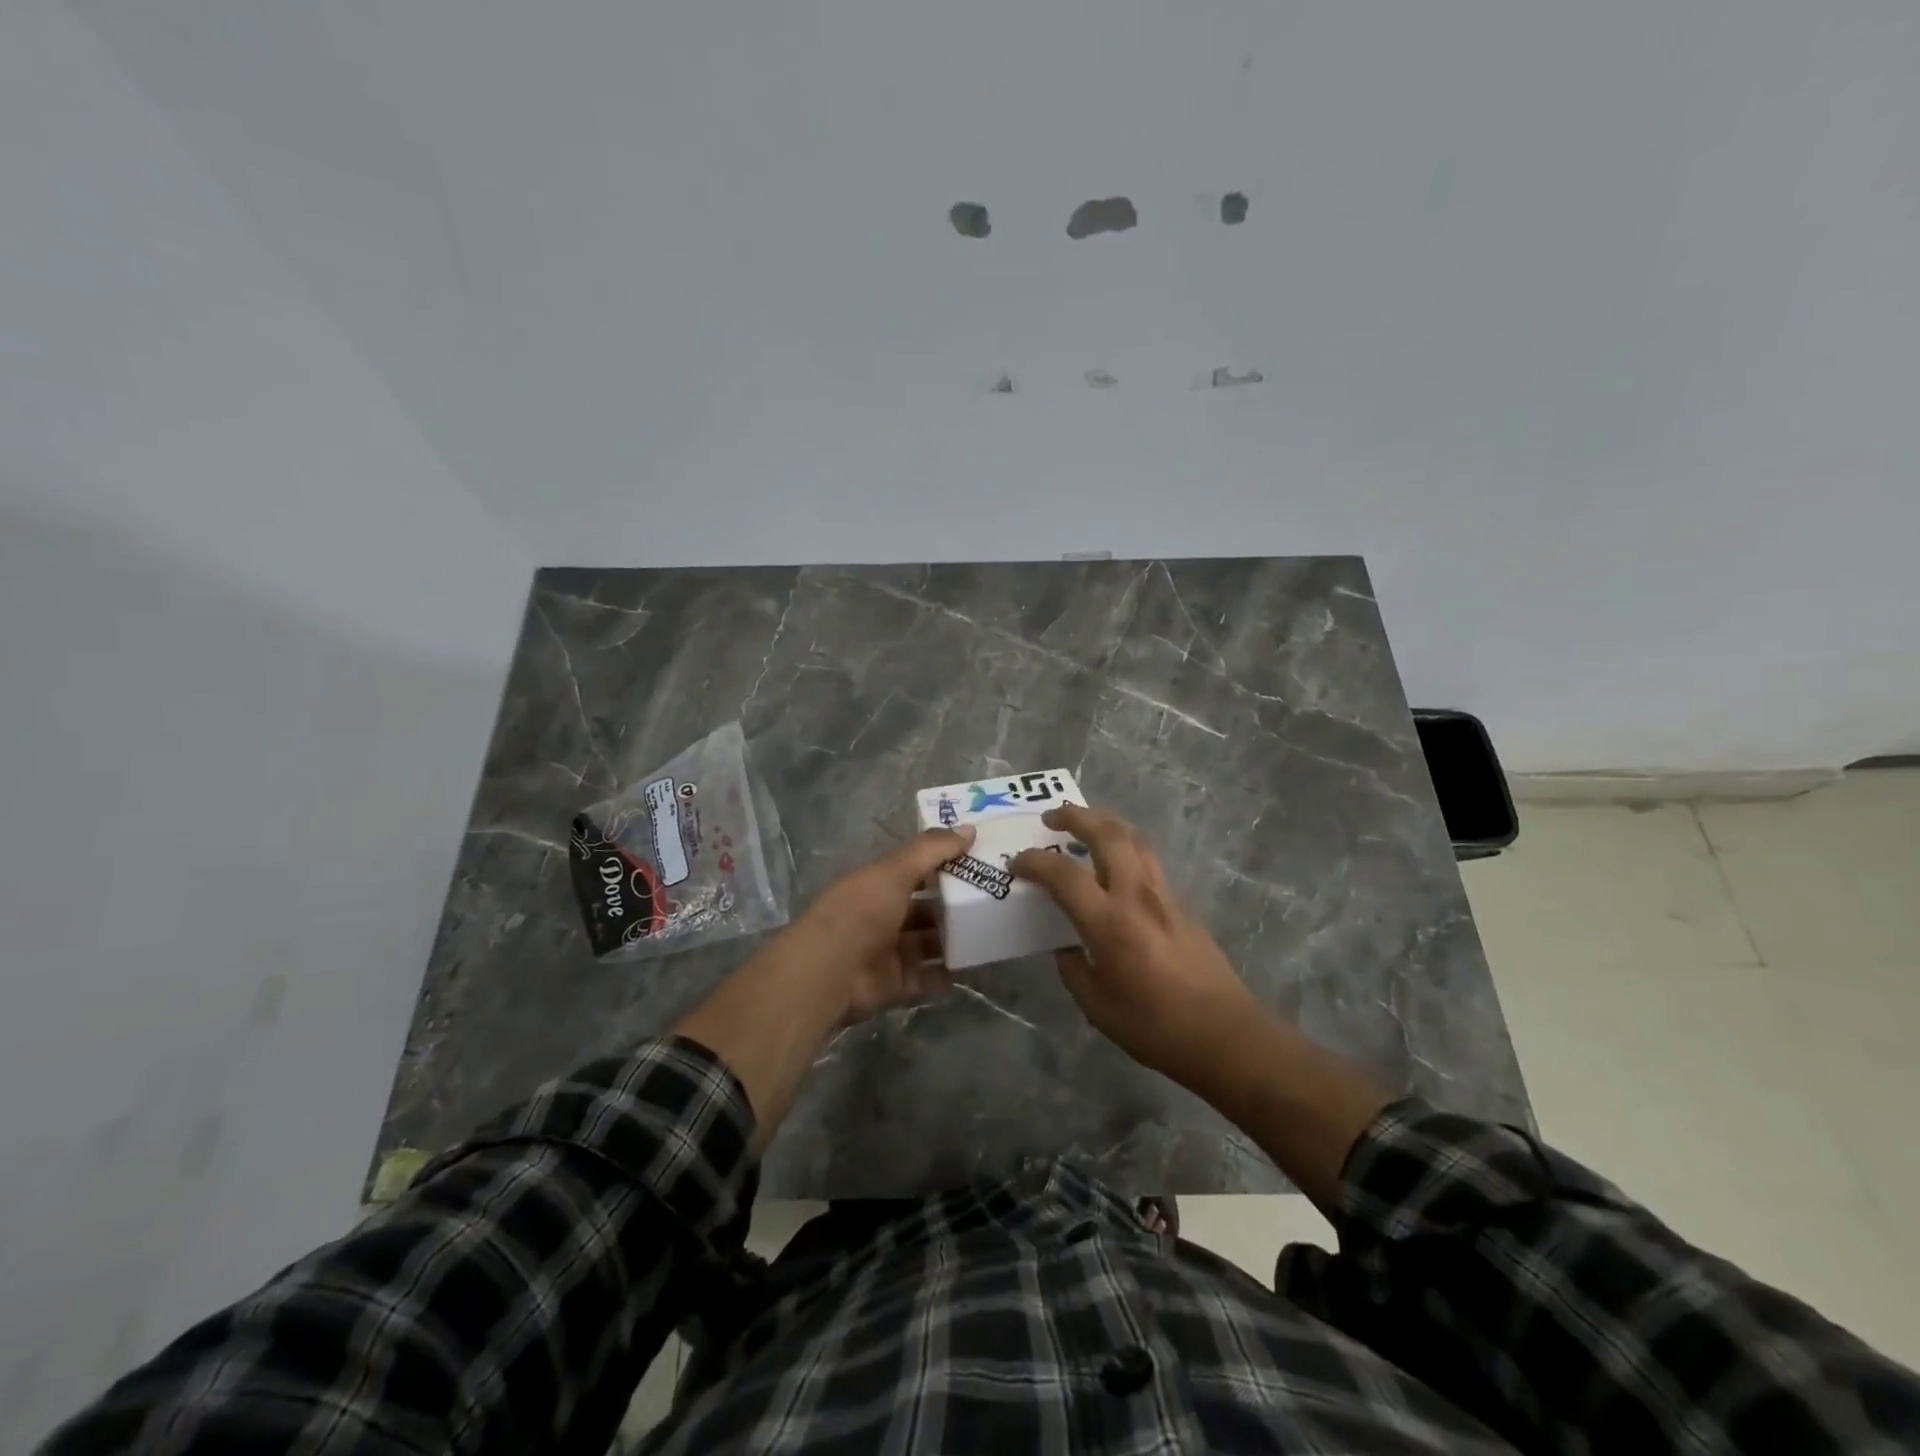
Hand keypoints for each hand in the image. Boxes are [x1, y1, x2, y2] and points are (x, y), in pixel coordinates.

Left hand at [802, 825, 974, 1022]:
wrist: (831, 970)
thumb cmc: (862, 910)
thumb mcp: (896, 870)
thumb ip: (932, 849)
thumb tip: (970, 829)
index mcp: (879, 884)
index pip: (916, 869)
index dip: (944, 863)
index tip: (979, 859)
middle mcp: (884, 915)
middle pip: (926, 908)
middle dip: (954, 905)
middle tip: (993, 899)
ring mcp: (890, 951)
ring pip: (929, 942)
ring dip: (954, 939)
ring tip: (991, 932)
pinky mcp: (896, 983)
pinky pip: (928, 976)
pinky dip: (948, 972)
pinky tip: (975, 965)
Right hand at [1011, 805, 1257, 1082]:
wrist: (1225, 1034)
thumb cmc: (1155, 1027)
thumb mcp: (1097, 1006)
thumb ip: (1073, 968)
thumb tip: (1066, 946)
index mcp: (1109, 923)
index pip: (1063, 874)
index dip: (1034, 862)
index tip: (1016, 863)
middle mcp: (1136, 895)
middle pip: (1106, 833)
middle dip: (1075, 815)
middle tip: (1051, 817)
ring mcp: (1163, 894)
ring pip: (1133, 837)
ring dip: (1104, 822)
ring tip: (1083, 826)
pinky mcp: (1181, 902)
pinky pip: (1147, 858)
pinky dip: (1124, 845)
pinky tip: (1114, 862)